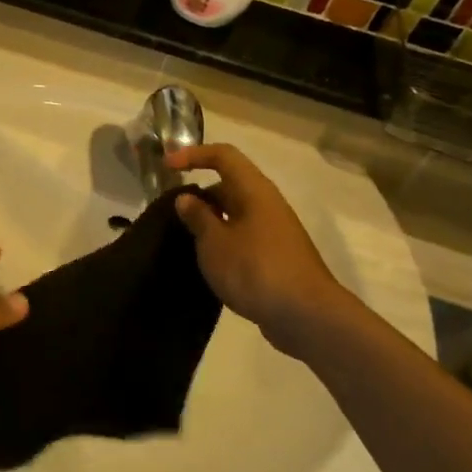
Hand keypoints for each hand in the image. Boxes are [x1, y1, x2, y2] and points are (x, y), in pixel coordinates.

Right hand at [167, 145, 354, 345]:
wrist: (306, 316)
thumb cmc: (255, 269)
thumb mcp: (215, 242)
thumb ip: (198, 217)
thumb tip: (187, 198)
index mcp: (254, 191)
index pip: (223, 156)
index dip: (193, 154)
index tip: (166, 167)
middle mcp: (267, 205)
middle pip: (229, 185)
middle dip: (199, 194)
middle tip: (171, 212)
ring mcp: (274, 232)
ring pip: (235, 214)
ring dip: (209, 221)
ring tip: (184, 239)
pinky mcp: (275, 257)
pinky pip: (243, 237)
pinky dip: (222, 242)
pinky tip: (208, 263)